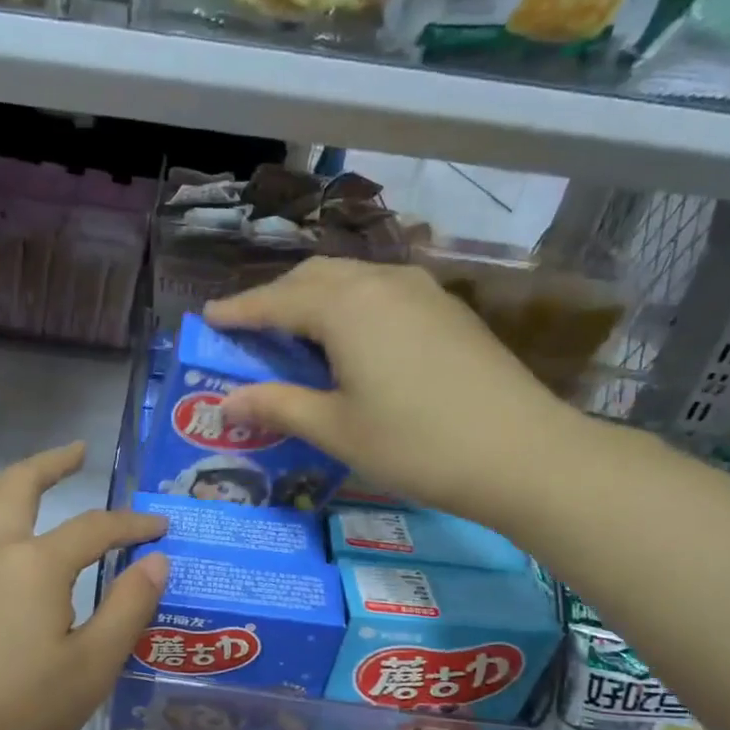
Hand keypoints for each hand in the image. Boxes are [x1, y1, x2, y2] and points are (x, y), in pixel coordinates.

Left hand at [0, 442, 168, 729]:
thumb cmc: (18, 715)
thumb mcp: (92, 668)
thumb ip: (129, 608)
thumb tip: (157, 560)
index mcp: (38, 565)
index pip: (96, 528)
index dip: (132, 524)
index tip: (159, 527)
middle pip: (20, 486)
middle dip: (52, 463)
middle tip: (76, 452)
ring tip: (17, 477)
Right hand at [204, 257, 591, 530]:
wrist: (522, 453)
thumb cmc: (416, 444)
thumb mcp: (336, 430)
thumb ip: (277, 406)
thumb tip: (225, 403)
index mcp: (345, 307)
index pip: (276, 301)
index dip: (238, 311)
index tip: (207, 318)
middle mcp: (381, 283)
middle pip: (313, 276)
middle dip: (274, 297)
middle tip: (247, 327)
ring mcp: (421, 291)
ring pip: (351, 278)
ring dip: (314, 297)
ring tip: (293, 330)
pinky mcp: (447, 309)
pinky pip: (381, 292)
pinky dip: (349, 305)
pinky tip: (350, 338)